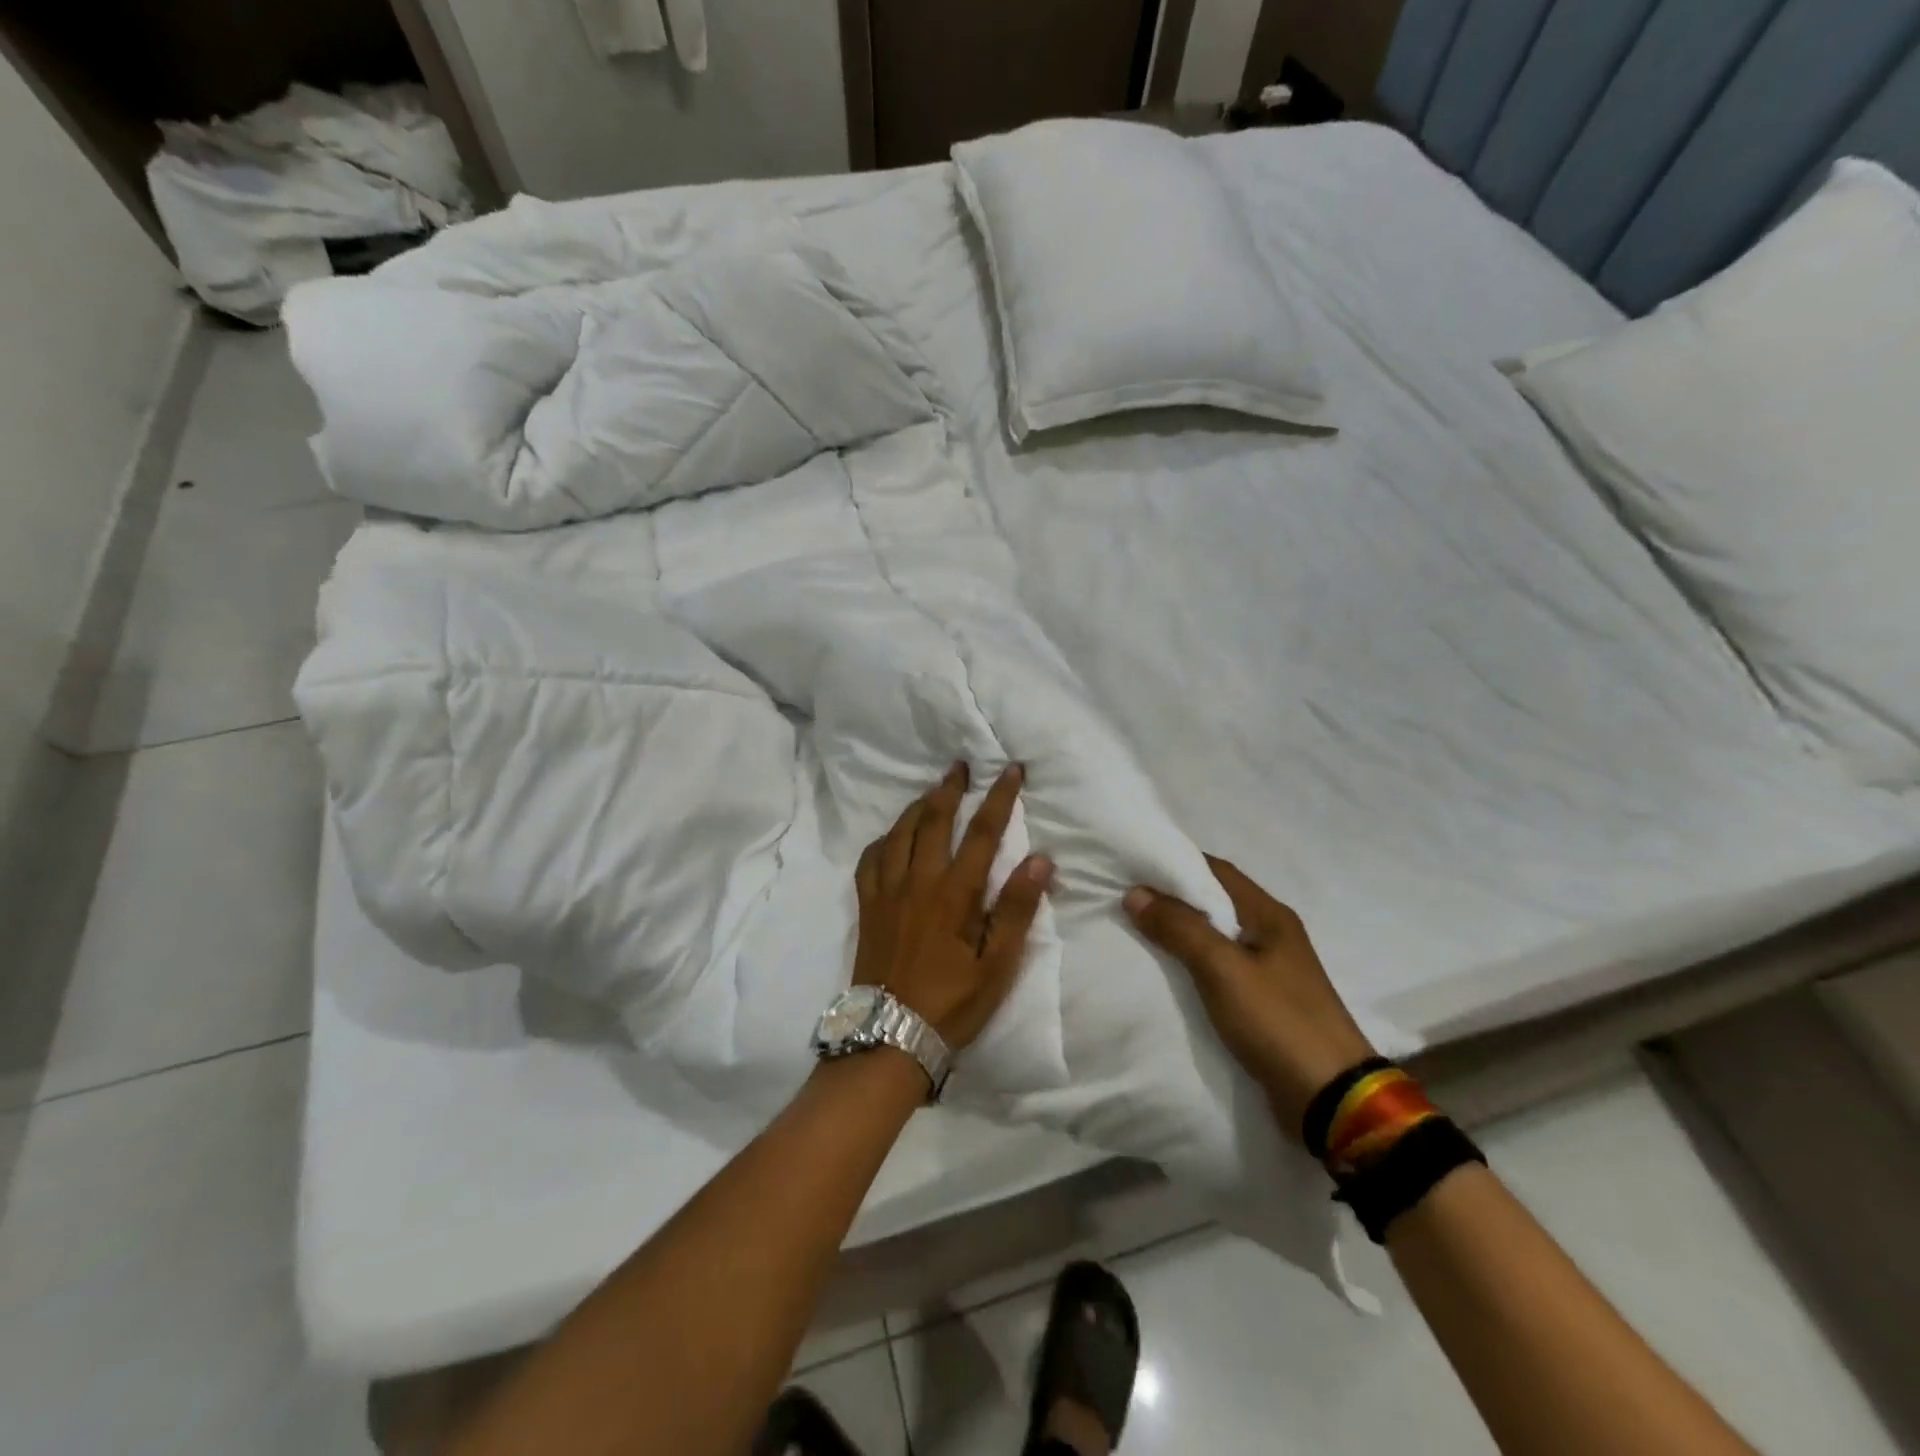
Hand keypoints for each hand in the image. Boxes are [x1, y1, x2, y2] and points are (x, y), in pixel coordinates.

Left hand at [853, 764, 1053, 1050]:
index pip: (983, 832)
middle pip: (935, 819)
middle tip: (961, 765)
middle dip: (951, 788)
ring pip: (901, 831)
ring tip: (933, 791)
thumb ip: (1017, 909)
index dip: (999, 797)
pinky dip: (885, 838)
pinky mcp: (867, 904)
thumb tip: (1041, 859)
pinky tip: (893, 836)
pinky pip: (871, 857)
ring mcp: (887, 890)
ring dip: (919, 805)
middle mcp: (918, 880)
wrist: (889, 1035)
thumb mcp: (997, 965)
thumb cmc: (952, 1002)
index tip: (1010, 770)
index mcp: (954, 893)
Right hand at [1125, 856, 1375, 1140]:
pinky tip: (1166, 971)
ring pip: (1215, 936)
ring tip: (1136, 929)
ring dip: (1180, 931)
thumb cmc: (1278, 1021)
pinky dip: (1191, 962)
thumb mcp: (1222, 969)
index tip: (1134, 863)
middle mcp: (1271, 934)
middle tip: (1127, 896)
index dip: (1176, 862)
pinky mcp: (1263, 1002)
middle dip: (1172, 897)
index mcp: (1270, 915)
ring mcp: (1270, 970)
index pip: (1217, 870)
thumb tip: (1135, 892)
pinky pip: (1219, 968)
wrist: (1330, 1099)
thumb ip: (1179, 928)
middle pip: (1215, 902)